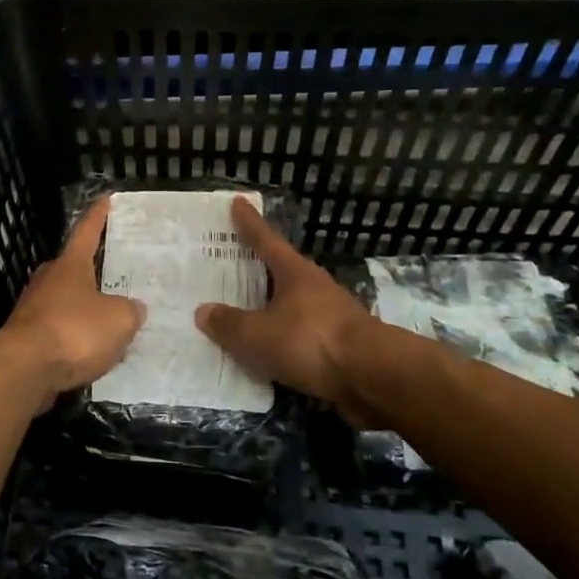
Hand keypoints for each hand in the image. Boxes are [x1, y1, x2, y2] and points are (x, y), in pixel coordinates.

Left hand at [0, 196, 145, 401]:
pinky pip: (57, 329)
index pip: (87, 232)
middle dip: (92, 271)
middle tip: (116, 276)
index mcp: (70, 265)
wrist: (24, 370)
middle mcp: (48, 280)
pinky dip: (73, 336)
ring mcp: (32, 308)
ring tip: (108, 321)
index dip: (98, 216)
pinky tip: (89, 351)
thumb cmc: (74, 332)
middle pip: (72, 268)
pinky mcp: (26, 337)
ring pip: (64, 301)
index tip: (105, 198)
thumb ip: (130, 311)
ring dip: (83, 309)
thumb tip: (133, 308)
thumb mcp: (119, 320)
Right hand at [195, 196, 374, 407]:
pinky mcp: (339, 346)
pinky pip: (299, 335)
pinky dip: (282, 338)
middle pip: (280, 271)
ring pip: (291, 305)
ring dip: (270, 307)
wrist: (374, 376)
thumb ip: (229, 324)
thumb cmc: (311, 341)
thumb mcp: (257, 334)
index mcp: (294, 273)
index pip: (265, 240)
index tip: (239, 202)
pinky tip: (268, 351)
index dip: (249, 223)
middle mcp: (314, 287)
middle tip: (231, 263)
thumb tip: (203, 311)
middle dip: (257, 268)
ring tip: (244, 313)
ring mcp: (330, 316)